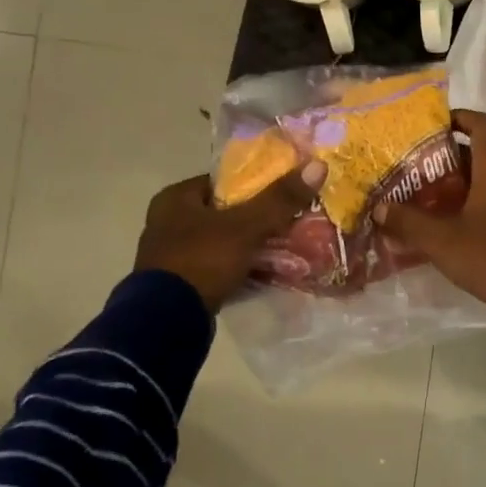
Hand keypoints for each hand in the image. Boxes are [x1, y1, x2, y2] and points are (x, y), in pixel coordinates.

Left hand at [134, 162, 325, 310]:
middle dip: (256, 217)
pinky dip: (241, 268)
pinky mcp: (181, 283)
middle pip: (225, 212)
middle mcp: (167, 223)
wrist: (168, 321)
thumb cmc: (202, 260)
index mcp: (174, 199)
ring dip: (251, 245)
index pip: (223, 180)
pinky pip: (220, 267)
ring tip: (287, 246)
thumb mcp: (246, 225)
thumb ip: (280, 198)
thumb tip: (317, 165)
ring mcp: (173, 256)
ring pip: (224, 241)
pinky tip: (268, 272)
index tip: (285, 191)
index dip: (255, 183)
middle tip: (290, 220)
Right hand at [373, 111, 485, 326]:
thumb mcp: (441, 240)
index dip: (461, 117)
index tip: (435, 123)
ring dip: (458, 186)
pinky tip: (448, 227)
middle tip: (416, 167)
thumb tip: (379, 208)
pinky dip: (471, 207)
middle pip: (481, 154)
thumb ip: (408, 222)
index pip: (483, 125)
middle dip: (448, 158)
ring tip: (425, 197)